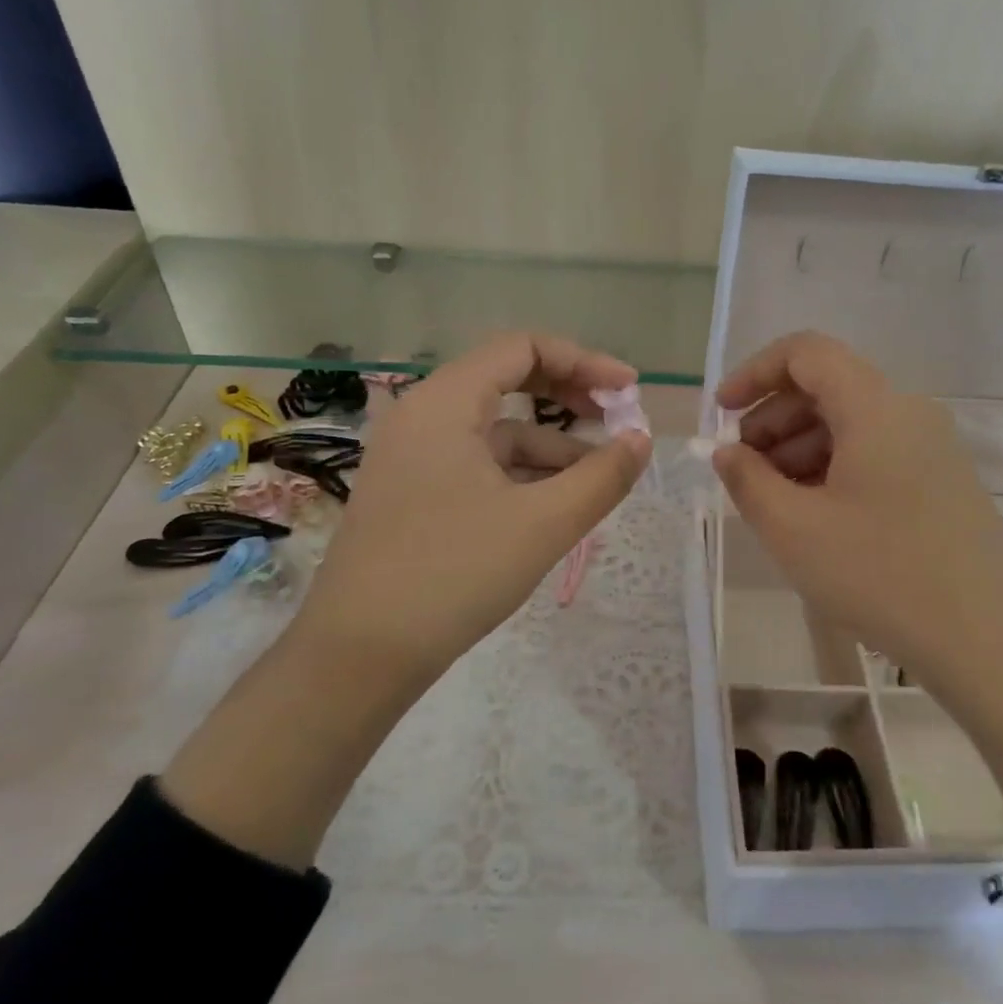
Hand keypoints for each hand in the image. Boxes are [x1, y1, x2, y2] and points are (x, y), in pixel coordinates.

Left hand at [287, 332, 650, 696]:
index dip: (584, 361)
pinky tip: (554, 507)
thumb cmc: (453, 574)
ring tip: (597, 483)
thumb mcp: (543, 524)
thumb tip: (642, 440)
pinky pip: (479, 465)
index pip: (522, 348)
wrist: (360, 655)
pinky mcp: (413, 494)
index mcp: (445, 403)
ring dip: (551, 448)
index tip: (629, 393)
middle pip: (508, 382)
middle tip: (617, 426)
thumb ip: (602, 476)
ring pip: (496, 432)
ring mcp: (413, 457)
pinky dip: (522, 476)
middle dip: (569, 400)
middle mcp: (423, 417)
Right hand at [713, 332, 1002, 696]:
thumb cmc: (880, 574)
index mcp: (875, 407)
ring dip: (799, 448)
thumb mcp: (794, 529)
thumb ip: (747, 480)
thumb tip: (727, 452)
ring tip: (771, 500)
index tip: (721, 414)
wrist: (987, 638)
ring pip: (850, 424)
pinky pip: (874, 454)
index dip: (754, 372)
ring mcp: (931, 448)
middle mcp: (908, 412)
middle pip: (827, 388)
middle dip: (772, 419)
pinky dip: (832, 469)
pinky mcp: (941, 482)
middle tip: (740, 469)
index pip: (806, 352)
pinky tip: (813, 516)